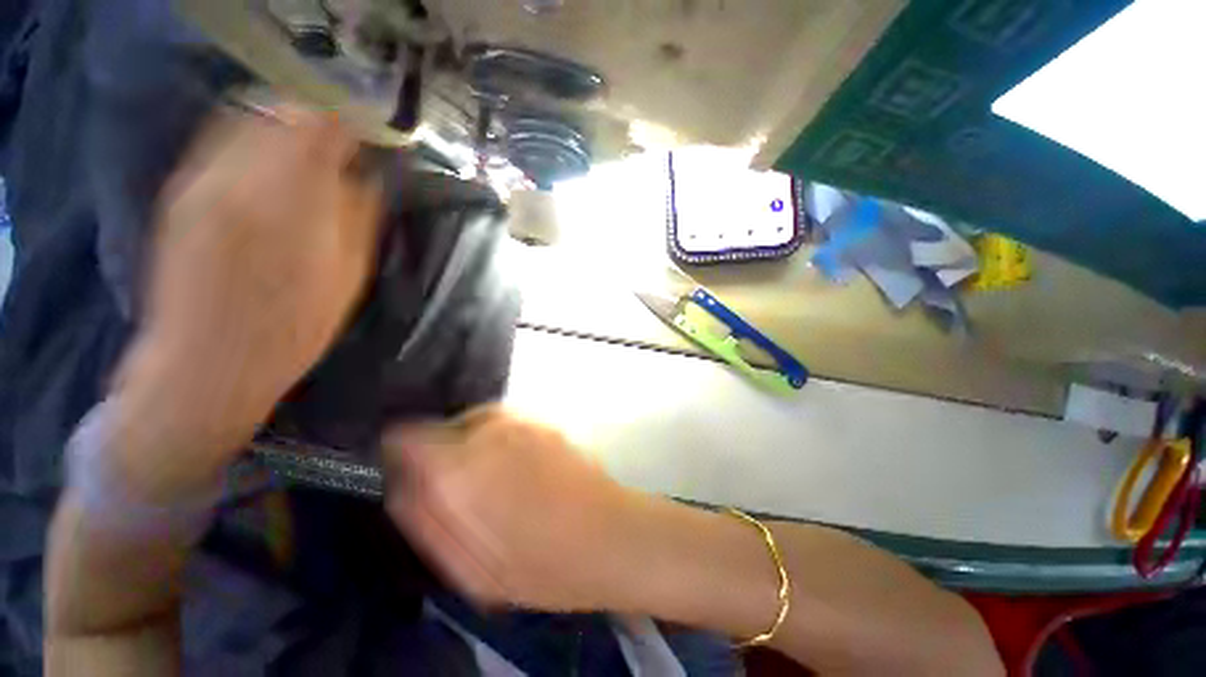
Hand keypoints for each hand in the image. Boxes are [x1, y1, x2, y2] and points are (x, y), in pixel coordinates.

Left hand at [111, 108, 381, 493]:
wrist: (207, 363)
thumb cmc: (293, 328)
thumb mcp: (348, 276)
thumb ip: (359, 216)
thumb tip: (367, 175)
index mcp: (291, 201)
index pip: (323, 125)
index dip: (352, 120)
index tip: (372, 129)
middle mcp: (239, 176)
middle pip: (283, 110)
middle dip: (319, 117)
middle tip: (344, 138)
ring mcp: (202, 179)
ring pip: (248, 118)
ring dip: (285, 123)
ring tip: (311, 148)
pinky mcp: (181, 191)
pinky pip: (221, 140)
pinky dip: (253, 137)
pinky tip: (271, 163)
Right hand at [383, 407, 650, 612]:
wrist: (611, 535)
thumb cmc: (542, 566)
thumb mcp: (469, 568)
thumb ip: (427, 521)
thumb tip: (402, 487)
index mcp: (459, 468)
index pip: (406, 435)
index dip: (399, 453)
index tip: (406, 474)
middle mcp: (488, 432)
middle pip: (442, 428)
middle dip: (440, 455)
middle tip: (458, 492)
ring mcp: (522, 421)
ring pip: (476, 423)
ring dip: (472, 447)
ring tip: (492, 484)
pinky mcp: (546, 422)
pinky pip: (506, 425)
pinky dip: (500, 442)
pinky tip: (521, 472)